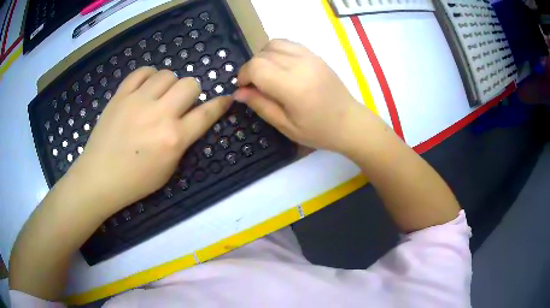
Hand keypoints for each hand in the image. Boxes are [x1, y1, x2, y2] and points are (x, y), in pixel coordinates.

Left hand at [67, 67, 231, 211]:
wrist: (99, 177)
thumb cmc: (135, 181)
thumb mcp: (168, 170)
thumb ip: (182, 142)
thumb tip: (190, 119)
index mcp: (173, 139)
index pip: (206, 114)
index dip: (220, 104)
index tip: (225, 99)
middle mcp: (159, 115)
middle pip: (190, 84)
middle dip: (191, 92)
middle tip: (180, 104)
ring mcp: (137, 101)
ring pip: (167, 74)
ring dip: (170, 84)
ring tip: (160, 96)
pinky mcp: (120, 95)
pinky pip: (142, 72)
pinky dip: (149, 76)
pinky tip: (146, 87)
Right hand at [233, 39, 372, 152]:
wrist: (350, 122)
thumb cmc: (318, 131)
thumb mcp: (285, 125)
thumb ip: (260, 105)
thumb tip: (238, 92)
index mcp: (292, 86)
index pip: (256, 67)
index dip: (243, 75)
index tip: (244, 89)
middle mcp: (300, 65)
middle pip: (262, 54)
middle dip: (251, 68)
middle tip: (255, 86)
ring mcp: (309, 56)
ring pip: (273, 44)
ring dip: (263, 57)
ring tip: (267, 75)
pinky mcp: (315, 55)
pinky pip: (288, 44)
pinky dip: (277, 51)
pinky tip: (280, 67)